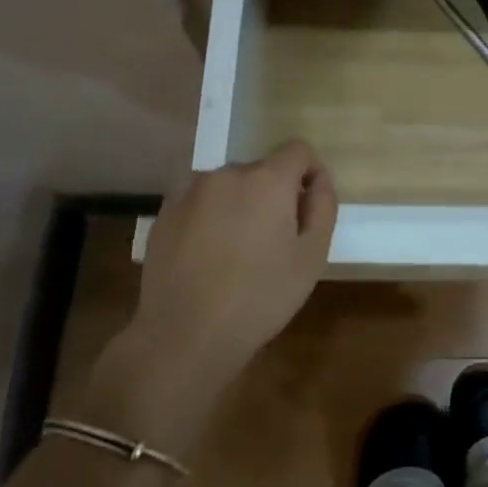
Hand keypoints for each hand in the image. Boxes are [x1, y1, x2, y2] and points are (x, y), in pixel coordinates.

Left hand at [83, 142, 337, 444]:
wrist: (185, 336)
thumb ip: (323, 207)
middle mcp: (226, 174)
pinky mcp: (164, 213)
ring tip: (236, 250)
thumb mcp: (312, 257)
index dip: (309, 174)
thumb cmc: (260, 298)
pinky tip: (206, 255)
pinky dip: (209, 216)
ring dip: (239, 204)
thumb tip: (318, 179)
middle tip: (272, 242)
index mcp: (266, 180)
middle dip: (272, 194)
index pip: (298, 150)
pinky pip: (199, 201)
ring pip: (228, 185)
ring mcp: (190, 191)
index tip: (306, 211)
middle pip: (261, 169)